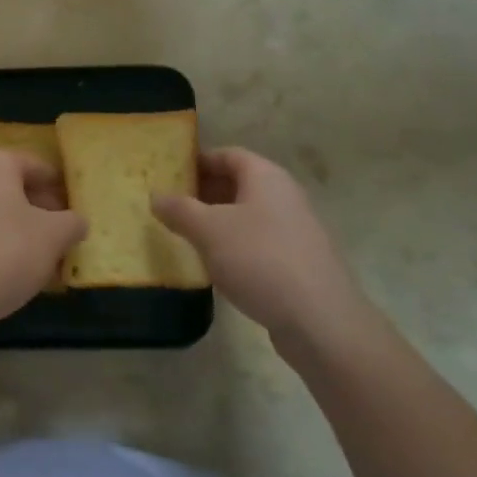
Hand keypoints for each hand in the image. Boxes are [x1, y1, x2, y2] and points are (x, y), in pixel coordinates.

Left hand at [0, 151, 86, 342]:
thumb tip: (76, 221)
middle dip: (44, 213)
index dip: (61, 188)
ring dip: (25, 233)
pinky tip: (19, 274)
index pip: (37, 166)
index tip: (78, 212)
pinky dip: (2, 247)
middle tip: (66, 238)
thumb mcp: (53, 236)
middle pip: (16, 190)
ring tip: (48, 261)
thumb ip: (72, 222)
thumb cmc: (5, 253)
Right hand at [153, 147, 375, 361]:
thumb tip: (156, 195)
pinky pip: (259, 241)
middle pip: (239, 183)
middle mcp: (285, 196)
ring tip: (188, 236)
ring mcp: (296, 229)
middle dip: (204, 192)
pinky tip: (217, 266)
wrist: (320, 321)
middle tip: (171, 206)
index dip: (197, 160)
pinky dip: (235, 245)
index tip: (169, 174)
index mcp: (266, 176)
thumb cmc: (260, 260)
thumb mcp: (208, 230)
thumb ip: (179, 209)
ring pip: (248, 214)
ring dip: (218, 221)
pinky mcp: (299, 261)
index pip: (228, 154)